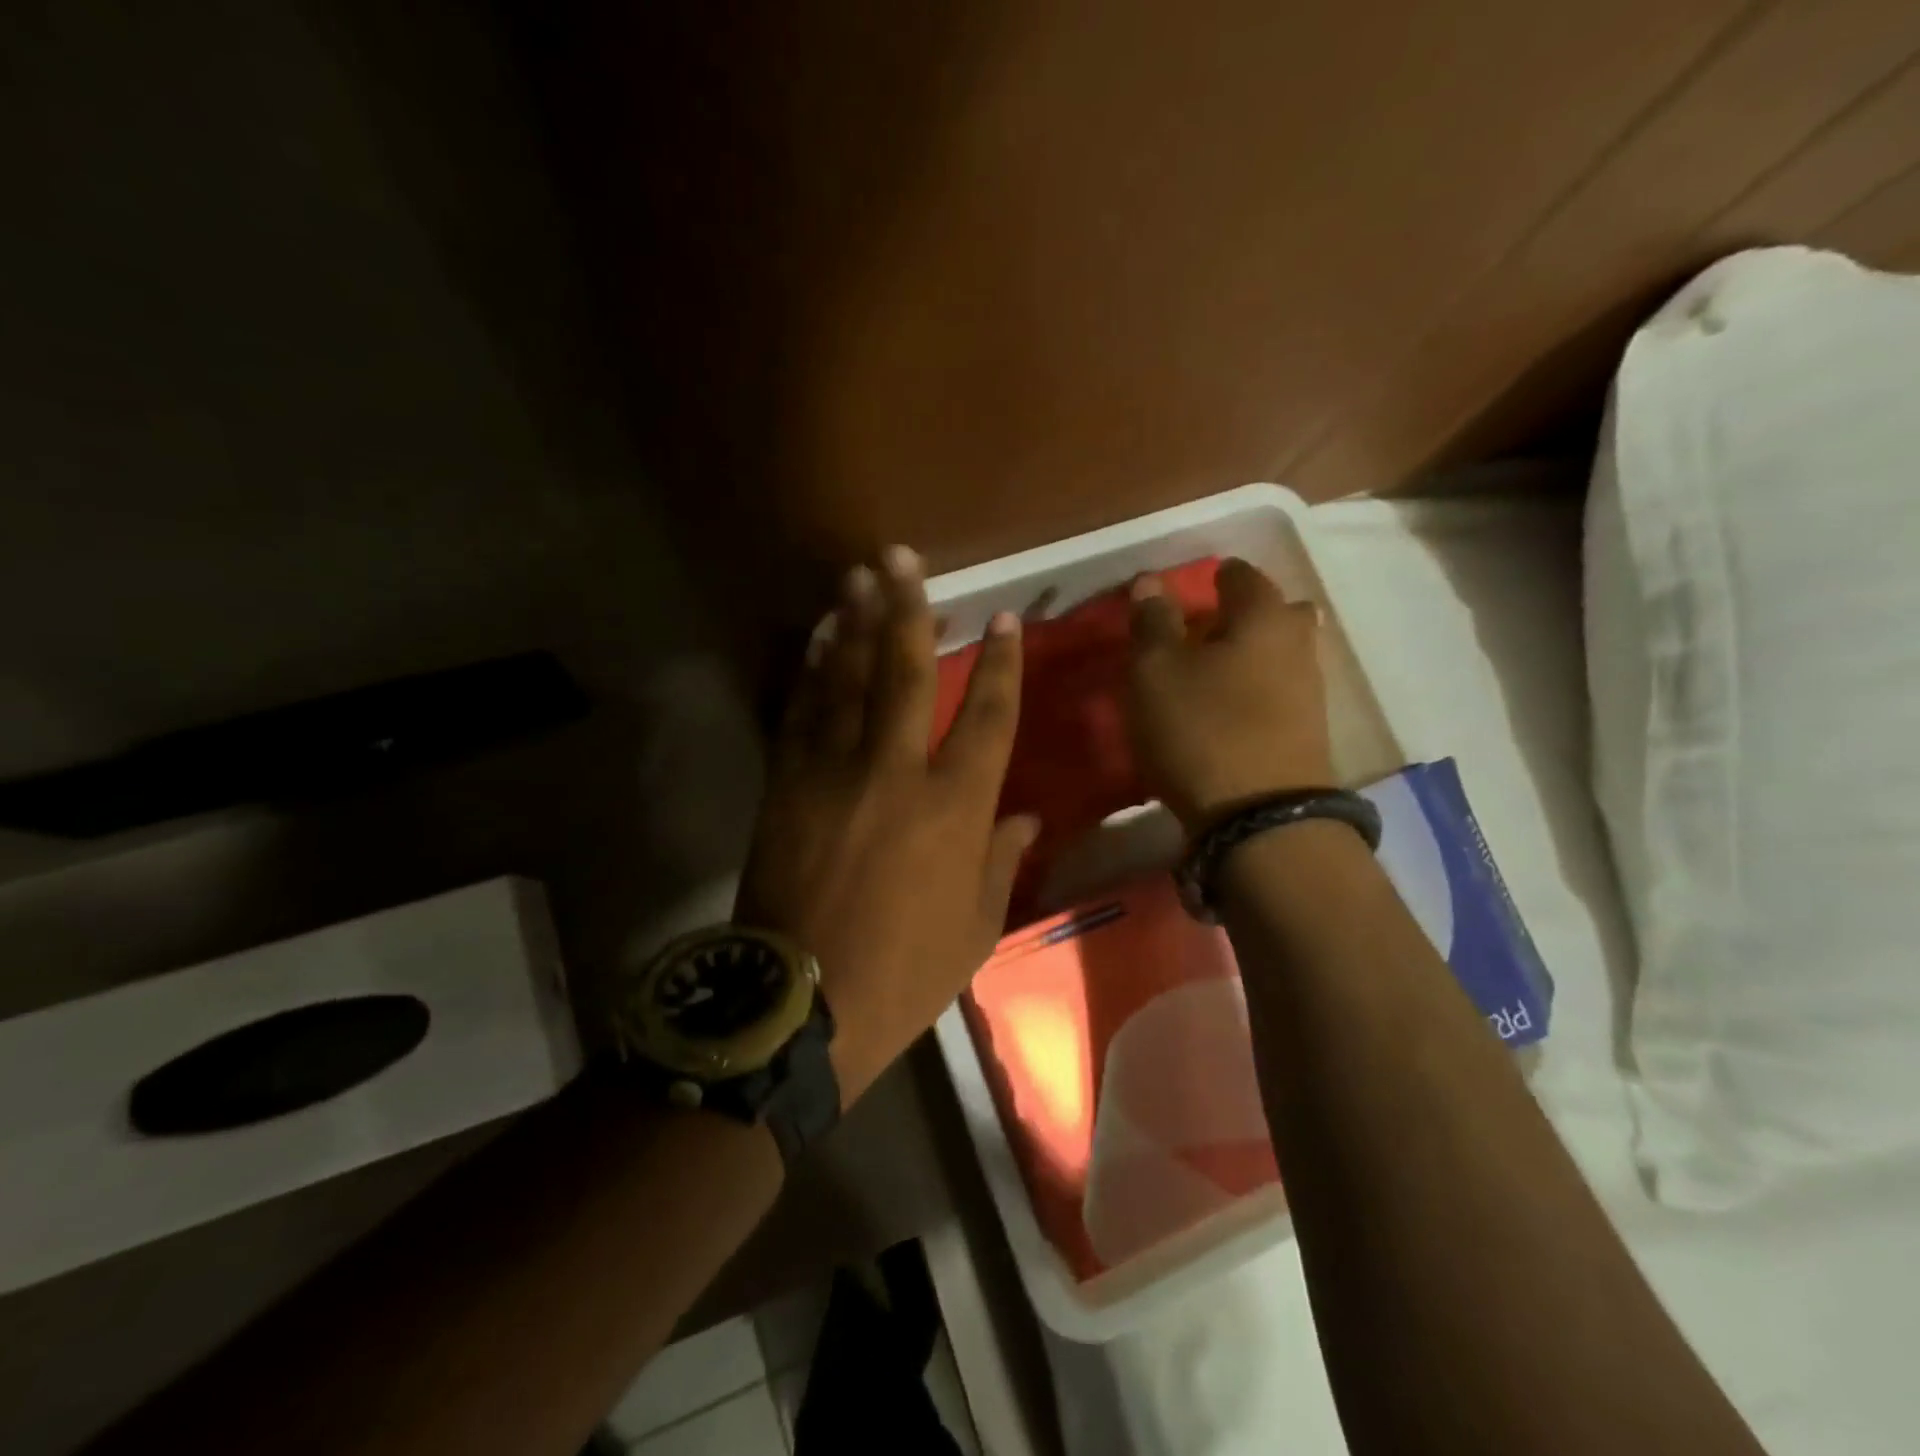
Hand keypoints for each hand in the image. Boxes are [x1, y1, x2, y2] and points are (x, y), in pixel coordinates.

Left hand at [736, 546, 1036, 1104]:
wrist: (802, 1005)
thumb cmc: (904, 973)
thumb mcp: (975, 928)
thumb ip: (1001, 861)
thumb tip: (1024, 816)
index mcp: (955, 807)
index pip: (987, 716)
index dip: (999, 664)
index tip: (1002, 620)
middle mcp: (896, 771)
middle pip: (904, 673)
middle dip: (908, 609)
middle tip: (903, 557)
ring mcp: (834, 772)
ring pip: (845, 680)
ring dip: (853, 623)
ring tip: (858, 575)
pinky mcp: (786, 784)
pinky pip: (800, 713)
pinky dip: (809, 671)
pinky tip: (815, 639)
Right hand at [1126, 556, 1332, 829]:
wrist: (1261, 817)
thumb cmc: (1200, 728)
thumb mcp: (1155, 671)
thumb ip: (1152, 623)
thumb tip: (1151, 582)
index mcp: (1263, 617)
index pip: (1243, 576)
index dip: (1217, 575)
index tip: (1198, 583)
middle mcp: (1297, 646)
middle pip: (1278, 614)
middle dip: (1247, 614)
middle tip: (1210, 627)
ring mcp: (1310, 693)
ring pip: (1282, 655)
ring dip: (1252, 654)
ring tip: (1212, 671)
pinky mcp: (1308, 735)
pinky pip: (1281, 693)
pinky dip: (1258, 690)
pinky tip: (1231, 708)